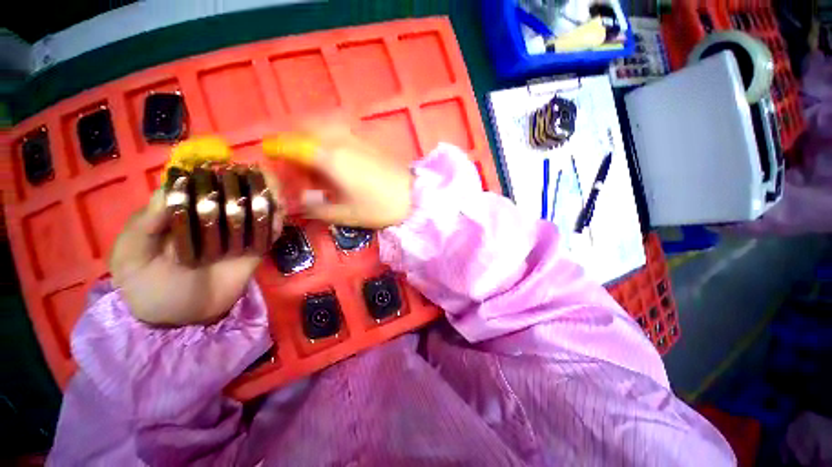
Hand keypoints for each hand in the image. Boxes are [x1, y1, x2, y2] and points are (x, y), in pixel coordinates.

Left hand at [109, 185, 281, 326]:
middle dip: (249, 183)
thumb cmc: (149, 287)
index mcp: (179, 214)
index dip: (214, 174)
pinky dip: (275, 222)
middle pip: (233, 193)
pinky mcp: (253, 249)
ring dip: (268, 199)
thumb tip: (171, 190)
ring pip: (255, 210)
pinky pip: (268, 233)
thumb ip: (143, 227)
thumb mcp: (131, 259)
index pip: (198, 185)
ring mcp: (235, 234)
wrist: (182, 317)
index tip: (228, 168)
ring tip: (276, 195)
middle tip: (263, 179)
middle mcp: (210, 218)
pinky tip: (279, 217)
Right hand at [263, 126, 412, 228]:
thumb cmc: (379, 207)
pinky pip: (342, 129)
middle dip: (294, 139)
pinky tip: (336, 154)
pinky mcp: (370, 141)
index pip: (294, 145)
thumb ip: (317, 208)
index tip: (269, 152)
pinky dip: (330, 135)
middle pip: (308, 128)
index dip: (278, 147)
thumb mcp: (345, 214)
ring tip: (314, 156)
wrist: (414, 197)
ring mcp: (357, 138)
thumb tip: (298, 204)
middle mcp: (341, 140)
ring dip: (312, 134)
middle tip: (294, 159)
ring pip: (325, 124)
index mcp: (330, 158)